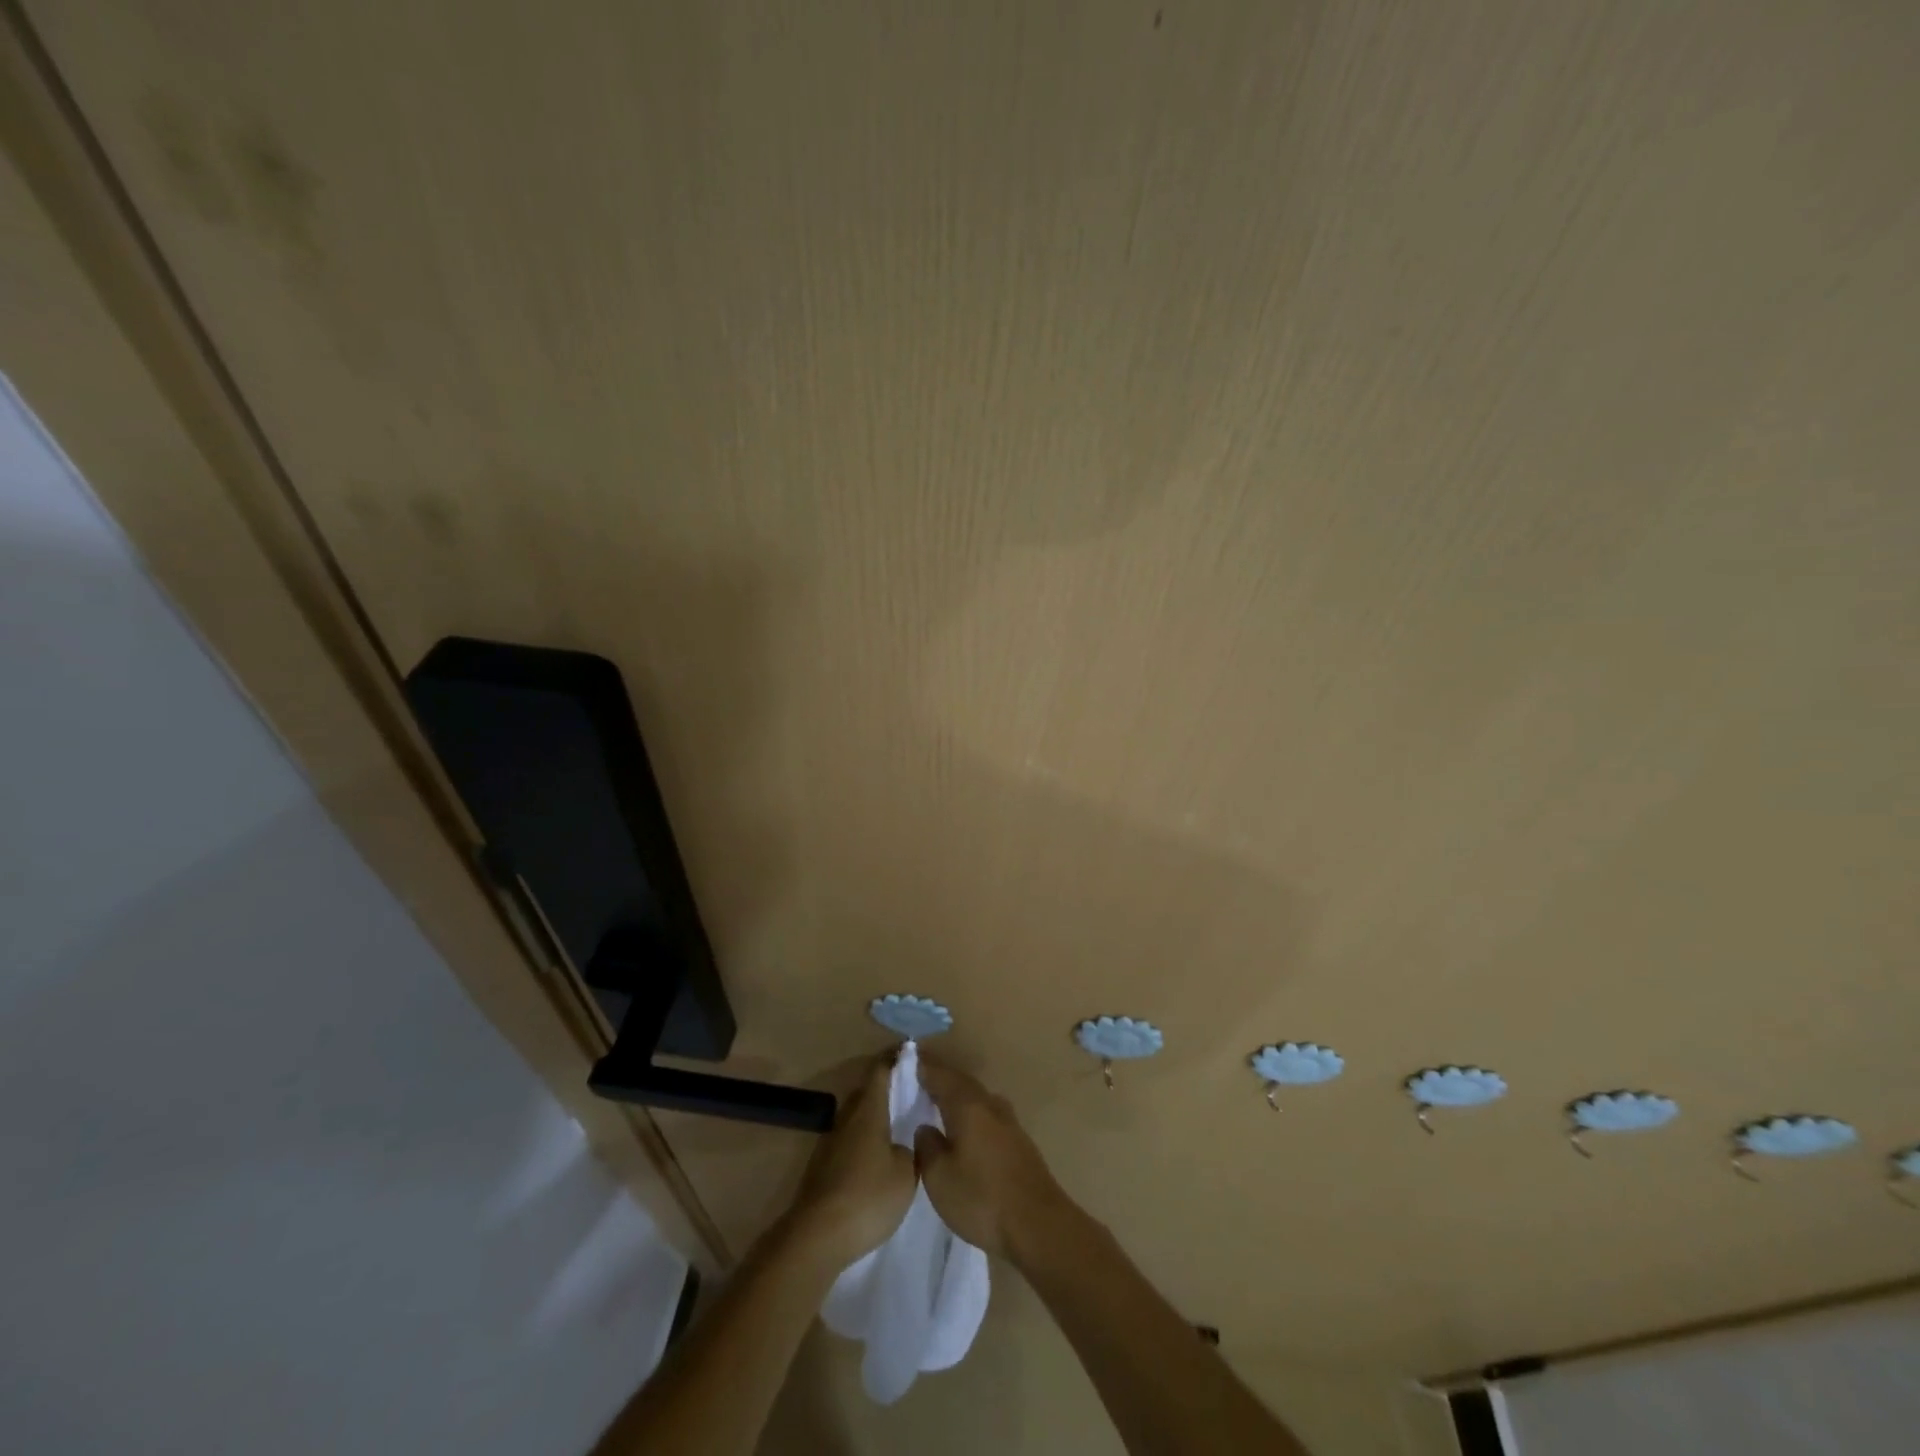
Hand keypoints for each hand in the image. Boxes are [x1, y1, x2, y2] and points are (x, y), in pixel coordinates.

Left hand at [784, 1057, 916, 1270]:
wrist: (817, 1236)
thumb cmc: (868, 1197)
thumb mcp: (905, 1174)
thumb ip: (909, 1150)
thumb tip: (902, 1142)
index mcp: (868, 1110)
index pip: (881, 1071)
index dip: (895, 1059)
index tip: (910, 1053)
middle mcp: (847, 1118)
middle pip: (866, 1092)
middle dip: (886, 1088)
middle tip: (910, 1092)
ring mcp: (831, 1143)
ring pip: (856, 1118)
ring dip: (874, 1116)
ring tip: (896, 1126)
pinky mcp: (822, 1167)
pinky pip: (849, 1141)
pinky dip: (864, 1140)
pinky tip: (876, 1158)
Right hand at [914, 1058, 1072, 1261]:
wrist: (1039, 1225)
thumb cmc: (981, 1198)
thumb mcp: (939, 1178)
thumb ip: (927, 1147)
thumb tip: (925, 1127)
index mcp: (968, 1105)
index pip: (941, 1076)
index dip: (923, 1068)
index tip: (908, 1061)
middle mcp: (990, 1105)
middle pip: (961, 1083)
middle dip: (941, 1079)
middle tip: (921, 1079)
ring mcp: (1009, 1122)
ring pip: (977, 1098)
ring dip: (958, 1096)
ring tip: (940, 1103)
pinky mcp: (1019, 1142)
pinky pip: (988, 1114)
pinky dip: (972, 1113)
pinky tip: (967, 1129)